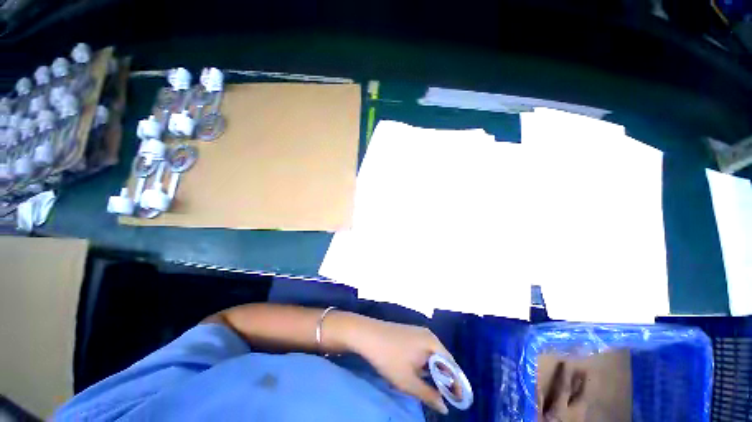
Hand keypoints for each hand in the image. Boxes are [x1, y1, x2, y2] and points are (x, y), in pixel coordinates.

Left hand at [346, 317, 452, 413]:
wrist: (368, 334)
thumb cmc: (389, 358)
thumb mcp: (408, 382)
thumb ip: (429, 395)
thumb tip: (445, 408)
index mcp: (433, 343)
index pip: (452, 365)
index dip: (456, 384)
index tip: (457, 401)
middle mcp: (428, 335)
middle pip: (443, 358)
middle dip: (445, 378)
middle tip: (444, 396)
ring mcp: (418, 332)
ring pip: (432, 354)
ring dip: (434, 371)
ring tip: (433, 388)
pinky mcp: (409, 333)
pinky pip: (423, 349)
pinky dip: (425, 363)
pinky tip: (418, 372)